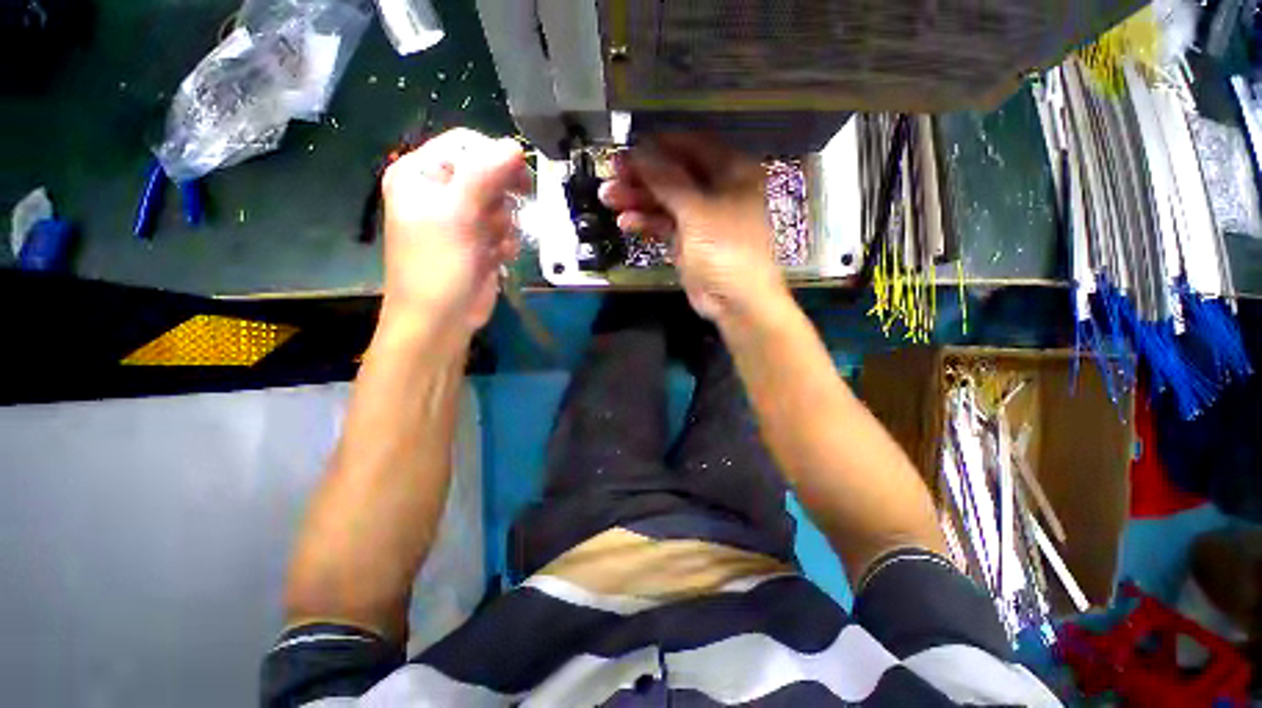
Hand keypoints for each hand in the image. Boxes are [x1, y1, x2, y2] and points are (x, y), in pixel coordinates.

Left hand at [380, 128, 529, 338]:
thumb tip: (513, 145)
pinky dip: (505, 243)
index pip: (465, 145)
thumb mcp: (457, 215)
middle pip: (487, 174)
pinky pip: (504, 229)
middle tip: (497, 219)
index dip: (495, 158)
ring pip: (501, 204)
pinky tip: (496, 257)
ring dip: (503, 225)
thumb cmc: (438, 266)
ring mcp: (461, 219)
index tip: (520, 180)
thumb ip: (484, 176)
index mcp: (420, 174)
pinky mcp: (479, 241)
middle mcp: (440, 192)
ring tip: (490, 245)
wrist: (441, 320)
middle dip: (499, 199)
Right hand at [599, 134, 785, 320]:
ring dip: (638, 199)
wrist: (735, 302)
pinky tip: (625, 222)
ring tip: (609, 197)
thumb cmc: (727, 250)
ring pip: (665, 200)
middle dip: (643, 175)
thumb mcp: (698, 212)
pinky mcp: (687, 240)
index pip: (693, 147)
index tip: (630, 145)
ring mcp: (700, 217)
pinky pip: (663, 224)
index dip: (661, 145)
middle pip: (675, 175)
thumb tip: (640, 152)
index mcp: (732, 173)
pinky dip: (645, 222)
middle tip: (612, 173)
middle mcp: (716, 191)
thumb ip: (668, 181)